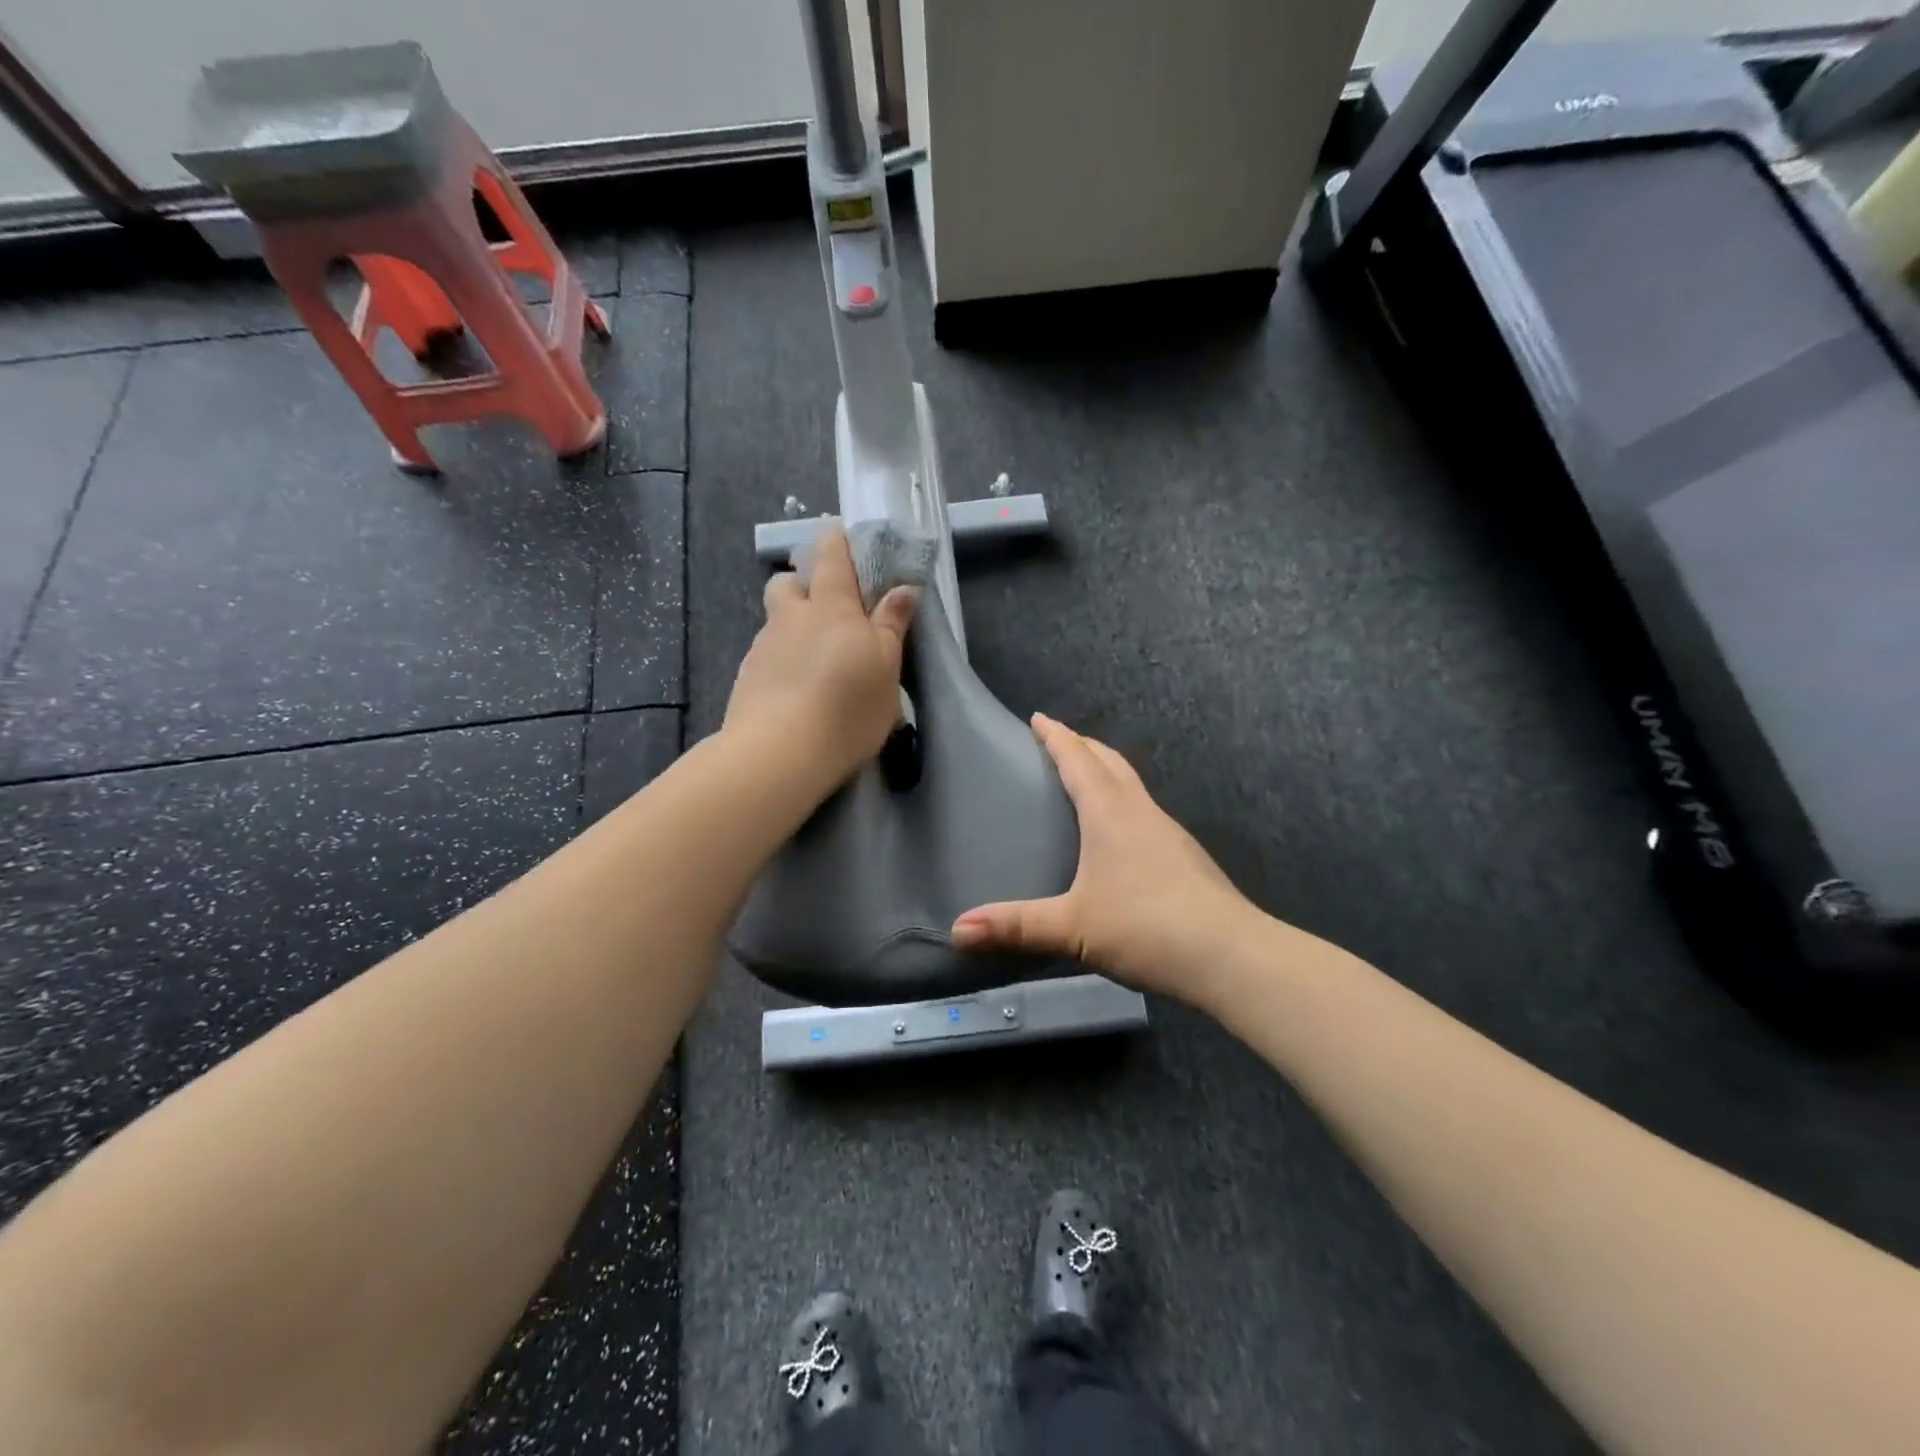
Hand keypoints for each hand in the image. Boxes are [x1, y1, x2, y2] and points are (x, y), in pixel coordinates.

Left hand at [723, 523, 918, 791]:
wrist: (780, 753)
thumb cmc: (847, 706)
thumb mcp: (886, 668)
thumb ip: (891, 626)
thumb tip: (903, 590)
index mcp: (831, 606)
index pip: (829, 556)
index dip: (834, 540)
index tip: (840, 535)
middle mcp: (791, 617)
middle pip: (787, 582)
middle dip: (802, 583)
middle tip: (826, 608)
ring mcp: (763, 646)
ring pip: (776, 622)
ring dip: (792, 627)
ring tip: (814, 662)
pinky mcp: (746, 678)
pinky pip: (766, 655)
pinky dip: (781, 661)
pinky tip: (795, 691)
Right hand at [951, 714, 1258, 1002]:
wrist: (1231, 956)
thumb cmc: (1147, 927)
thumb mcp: (1073, 928)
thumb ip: (1016, 926)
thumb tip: (957, 929)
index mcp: (1111, 813)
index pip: (1079, 760)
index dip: (1057, 737)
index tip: (1039, 717)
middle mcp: (1141, 812)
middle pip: (1110, 763)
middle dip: (1083, 745)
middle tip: (1059, 740)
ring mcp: (1169, 833)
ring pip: (1132, 786)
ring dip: (1107, 772)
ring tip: (1086, 779)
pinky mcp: (1185, 858)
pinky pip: (1145, 813)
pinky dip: (1124, 803)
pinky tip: (1121, 833)